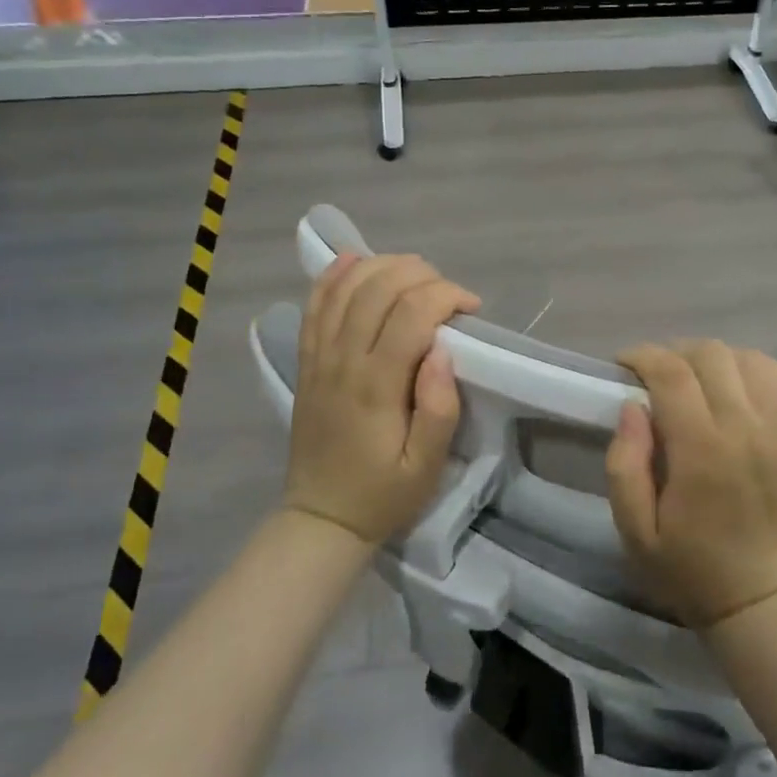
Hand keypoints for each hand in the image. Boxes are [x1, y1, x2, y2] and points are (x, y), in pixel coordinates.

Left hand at [287, 253, 479, 546]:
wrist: (321, 517)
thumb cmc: (383, 493)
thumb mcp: (426, 467)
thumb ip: (439, 409)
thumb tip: (443, 351)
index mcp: (376, 386)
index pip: (411, 314)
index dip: (445, 295)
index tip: (470, 308)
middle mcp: (343, 361)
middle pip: (378, 289)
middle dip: (421, 274)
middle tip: (448, 292)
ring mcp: (319, 357)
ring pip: (346, 289)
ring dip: (383, 266)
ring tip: (416, 272)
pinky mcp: (306, 360)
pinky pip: (315, 305)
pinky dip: (334, 276)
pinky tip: (355, 259)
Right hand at [604, 340, 776, 629]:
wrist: (754, 595)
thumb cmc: (685, 564)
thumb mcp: (633, 529)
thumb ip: (624, 464)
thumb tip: (632, 406)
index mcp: (702, 452)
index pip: (673, 374)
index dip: (643, 357)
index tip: (623, 365)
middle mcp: (745, 429)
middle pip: (709, 354)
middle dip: (672, 354)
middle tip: (652, 377)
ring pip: (745, 356)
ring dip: (710, 358)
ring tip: (690, 380)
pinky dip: (750, 367)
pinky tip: (730, 385)